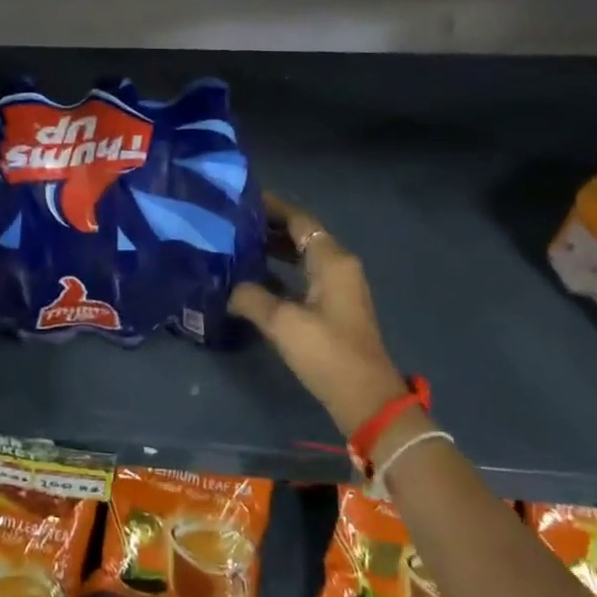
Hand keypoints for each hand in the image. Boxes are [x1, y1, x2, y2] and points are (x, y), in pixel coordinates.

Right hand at [230, 194, 408, 437]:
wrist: (365, 398)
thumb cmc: (326, 351)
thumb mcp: (282, 322)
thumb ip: (251, 297)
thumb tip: (231, 289)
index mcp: (331, 260)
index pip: (299, 219)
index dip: (272, 207)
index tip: (241, 199)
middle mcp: (338, 266)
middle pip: (301, 235)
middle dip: (268, 228)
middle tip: (232, 223)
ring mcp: (338, 288)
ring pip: (302, 257)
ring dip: (273, 251)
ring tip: (236, 247)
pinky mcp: (334, 308)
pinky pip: (303, 277)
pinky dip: (280, 273)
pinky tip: (254, 281)